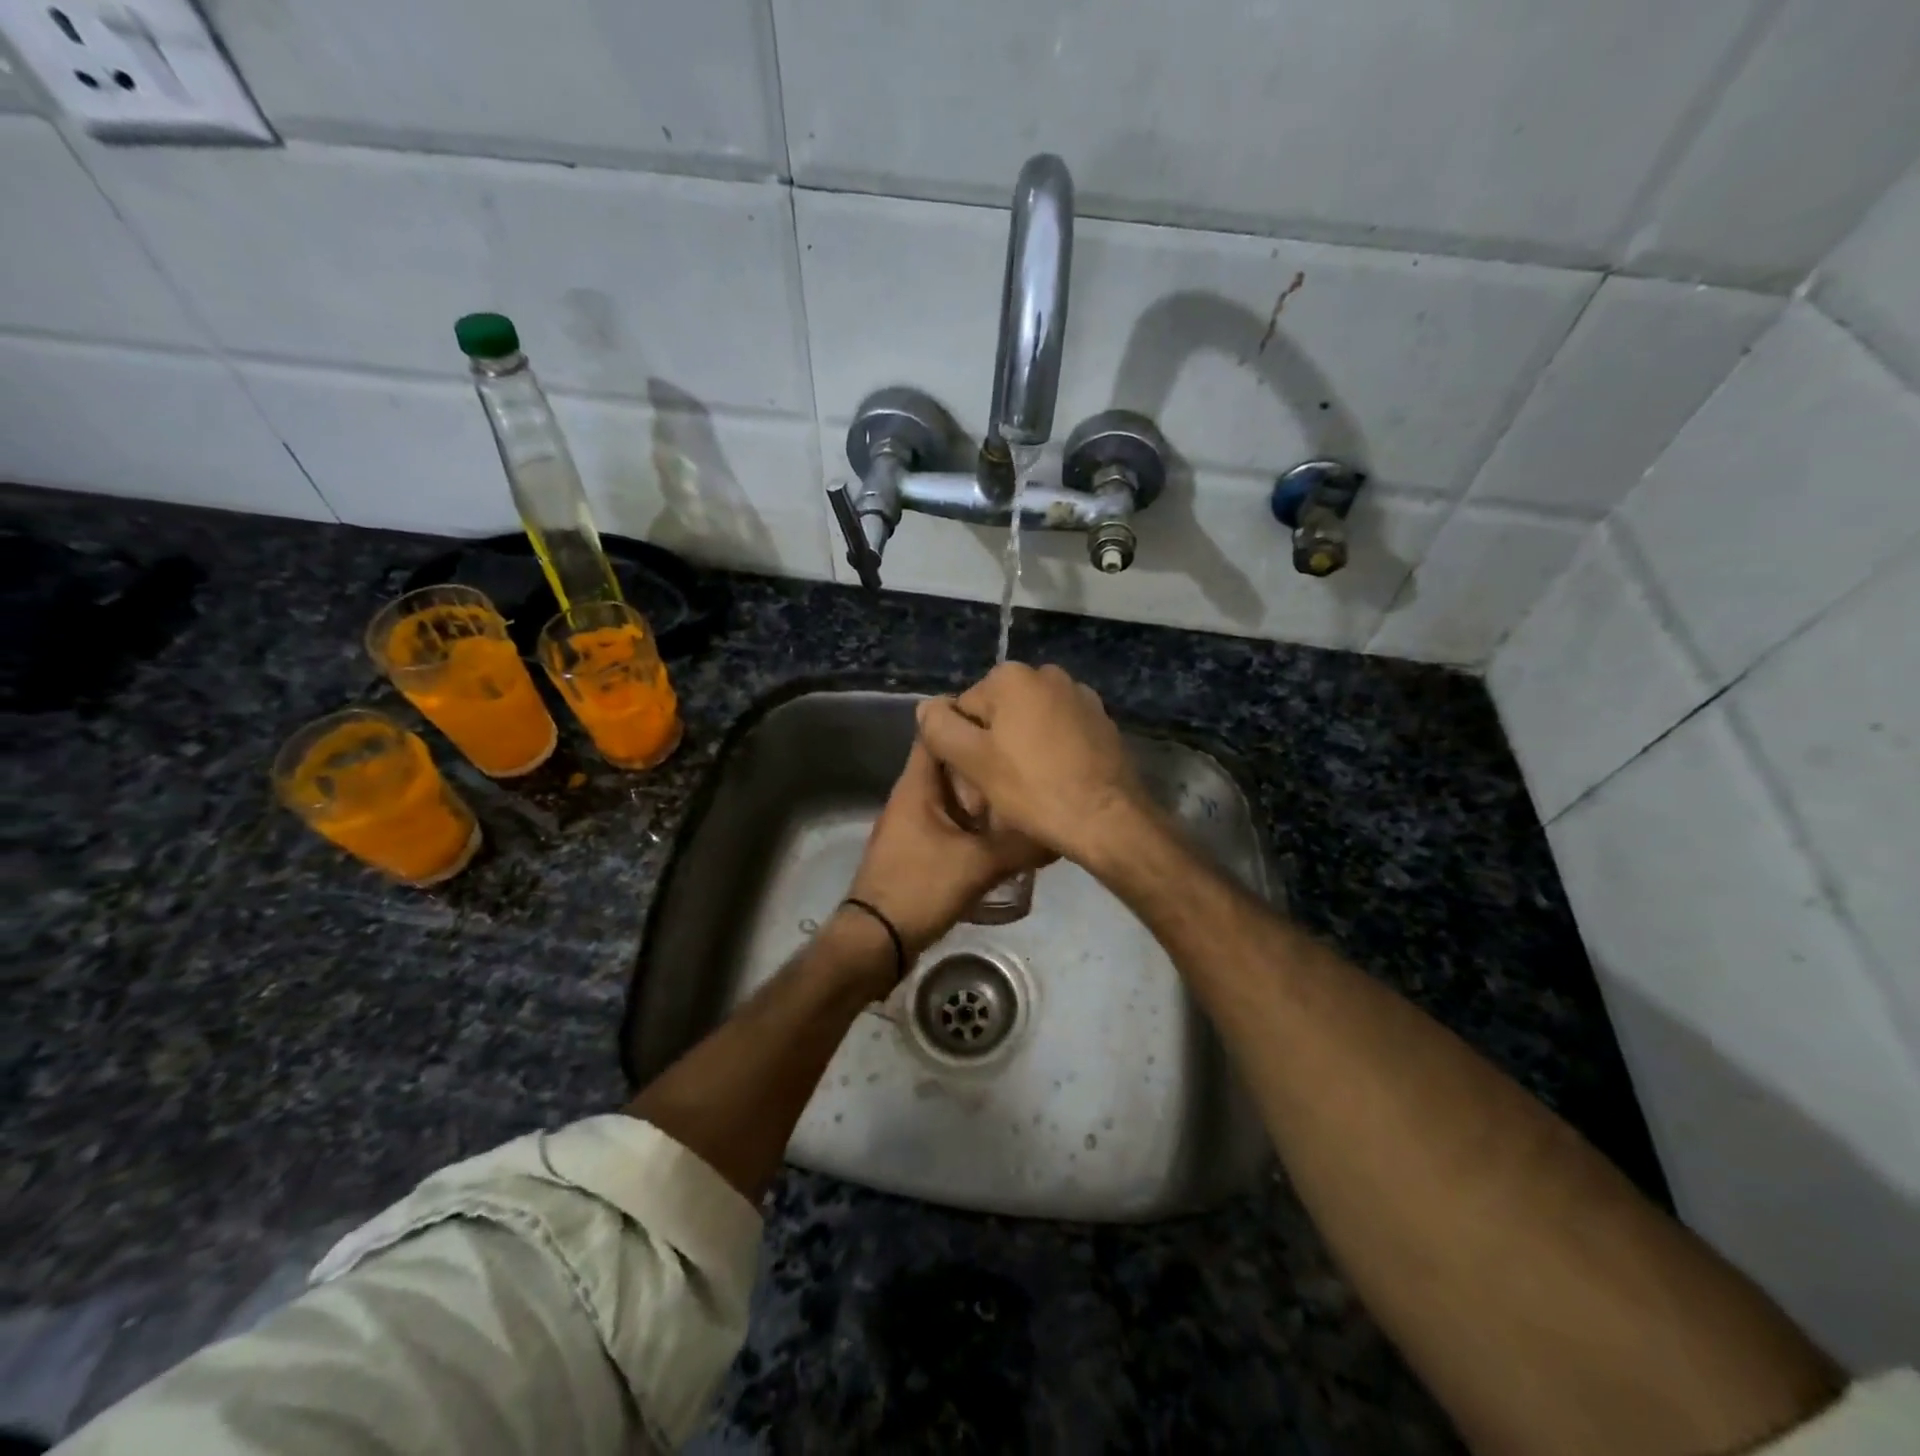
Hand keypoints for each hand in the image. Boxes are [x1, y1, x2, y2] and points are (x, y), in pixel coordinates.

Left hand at [845, 740, 1054, 960]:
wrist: (877, 940)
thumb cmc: (920, 887)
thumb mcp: (978, 864)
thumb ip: (1020, 845)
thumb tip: (1060, 829)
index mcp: (918, 785)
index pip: (939, 732)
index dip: (971, 719)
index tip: (1009, 721)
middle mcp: (914, 796)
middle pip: (954, 765)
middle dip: (988, 762)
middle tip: (1028, 761)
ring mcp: (916, 823)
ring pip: (956, 796)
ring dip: (986, 796)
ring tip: (1026, 794)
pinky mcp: (921, 848)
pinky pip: (954, 823)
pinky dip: (978, 823)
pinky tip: (1007, 833)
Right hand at [915, 663, 1151, 863]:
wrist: (1107, 819)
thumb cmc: (1033, 788)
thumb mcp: (973, 760)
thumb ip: (940, 728)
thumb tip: (928, 706)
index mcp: (1012, 676)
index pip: (964, 711)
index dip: (961, 750)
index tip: (973, 785)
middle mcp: (1048, 675)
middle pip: (997, 716)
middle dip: (990, 751)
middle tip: (994, 795)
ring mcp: (1080, 697)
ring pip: (1028, 726)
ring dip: (1019, 753)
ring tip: (1024, 794)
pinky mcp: (1101, 722)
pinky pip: (1059, 735)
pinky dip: (1049, 754)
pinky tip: (1052, 785)